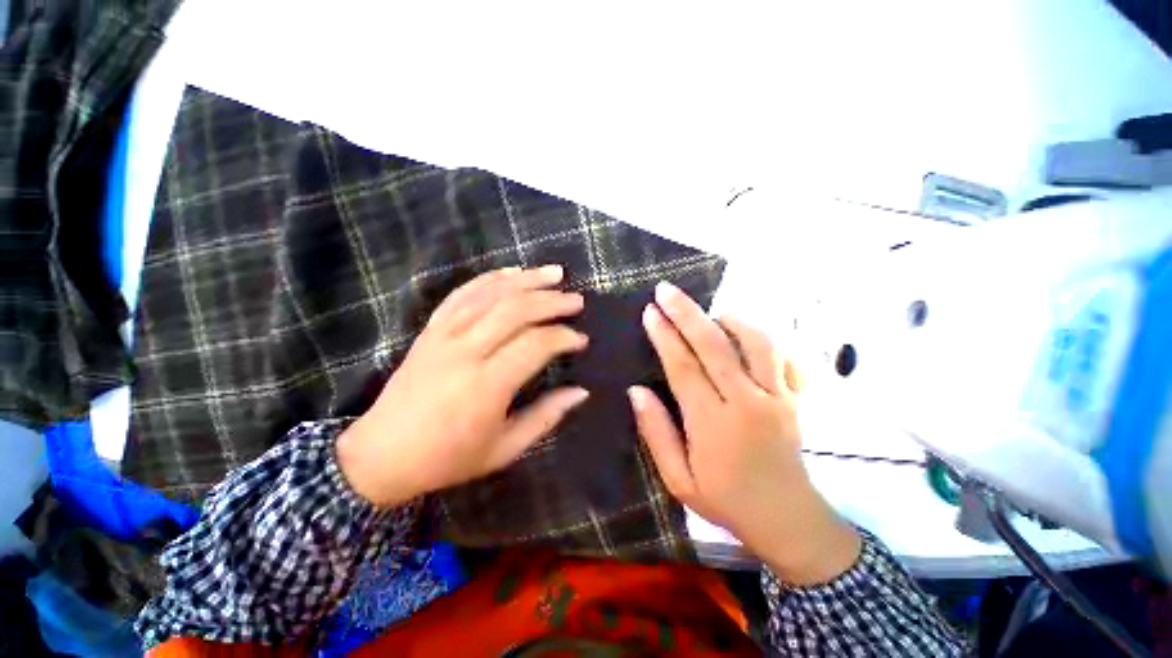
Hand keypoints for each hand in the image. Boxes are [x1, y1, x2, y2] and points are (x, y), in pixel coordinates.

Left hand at [337, 265, 589, 507]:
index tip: (581, 339)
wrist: (381, 455)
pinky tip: (512, 272)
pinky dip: (491, 279)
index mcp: (486, 386)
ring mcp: (443, 335)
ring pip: (490, 294)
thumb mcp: (505, 449)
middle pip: (515, 310)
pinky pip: (462, 294)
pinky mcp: (430, 330)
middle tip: (577, 300)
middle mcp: (465, 352)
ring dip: (526, 280)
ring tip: (555, 273)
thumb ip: (546, 417)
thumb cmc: (448, 458)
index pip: (534, 344)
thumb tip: (581, 392)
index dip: (563, 337)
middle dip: (551, 301)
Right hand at [631, 281, 860, 584]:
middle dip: (686, 313)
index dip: (664, 335)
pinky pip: (785, 357)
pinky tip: (748, 335)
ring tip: (711, 311)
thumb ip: (656, 432)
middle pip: (714, 345)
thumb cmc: (725, 501)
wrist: (788, 521)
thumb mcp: (678, 479)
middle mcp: (746, 402)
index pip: (683, 366)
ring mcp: (777, 397)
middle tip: (667, 290)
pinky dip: (766, 339)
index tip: (650, 311)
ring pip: (756, 343)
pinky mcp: (796, 399)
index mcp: (712, 422)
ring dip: (730, 320)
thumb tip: (636, 391)